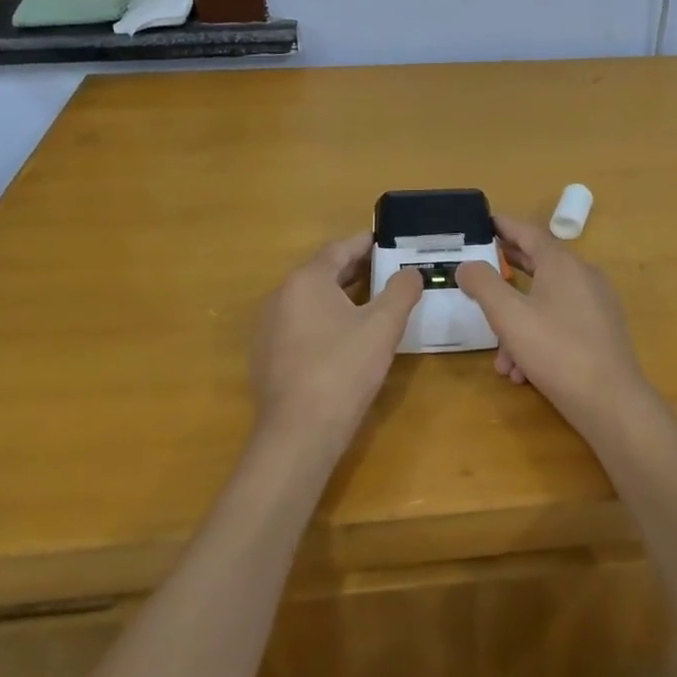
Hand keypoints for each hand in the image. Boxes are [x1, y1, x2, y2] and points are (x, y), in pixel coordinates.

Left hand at [250, 234, 421, 453]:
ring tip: (370, 303)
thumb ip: (401, 291)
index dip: (364, 243)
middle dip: (354, 270)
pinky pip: (299, 326)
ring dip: (338, 296)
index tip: (386, 241)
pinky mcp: (265, 357)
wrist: (298, 434)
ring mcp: (268, 328)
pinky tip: (343, 339)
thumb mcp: (383, 326)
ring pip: (309, 301)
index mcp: (306, 280)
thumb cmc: (343, 370)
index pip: (339, 249)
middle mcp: (280, 296)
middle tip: (385, 271)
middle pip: (322, 273)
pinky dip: (322, 321)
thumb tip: (411, 272)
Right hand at [455, 215, 650, 433]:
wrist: (611, 403)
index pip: (528, 231)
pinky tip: (522, 372)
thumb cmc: (556, 350)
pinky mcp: (601, 332)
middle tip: (479, 274)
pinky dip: (537, 339)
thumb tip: (467, 265)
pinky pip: (560, 323)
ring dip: (517, 325)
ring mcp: (596, 304)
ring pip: (545, 302)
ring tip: (501, 360)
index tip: (484, 222)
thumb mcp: (509, 316)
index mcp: (562, 263)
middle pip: (538, 264)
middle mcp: (583, 276)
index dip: (503, 226)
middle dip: (505, 274)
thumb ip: (483, 284)